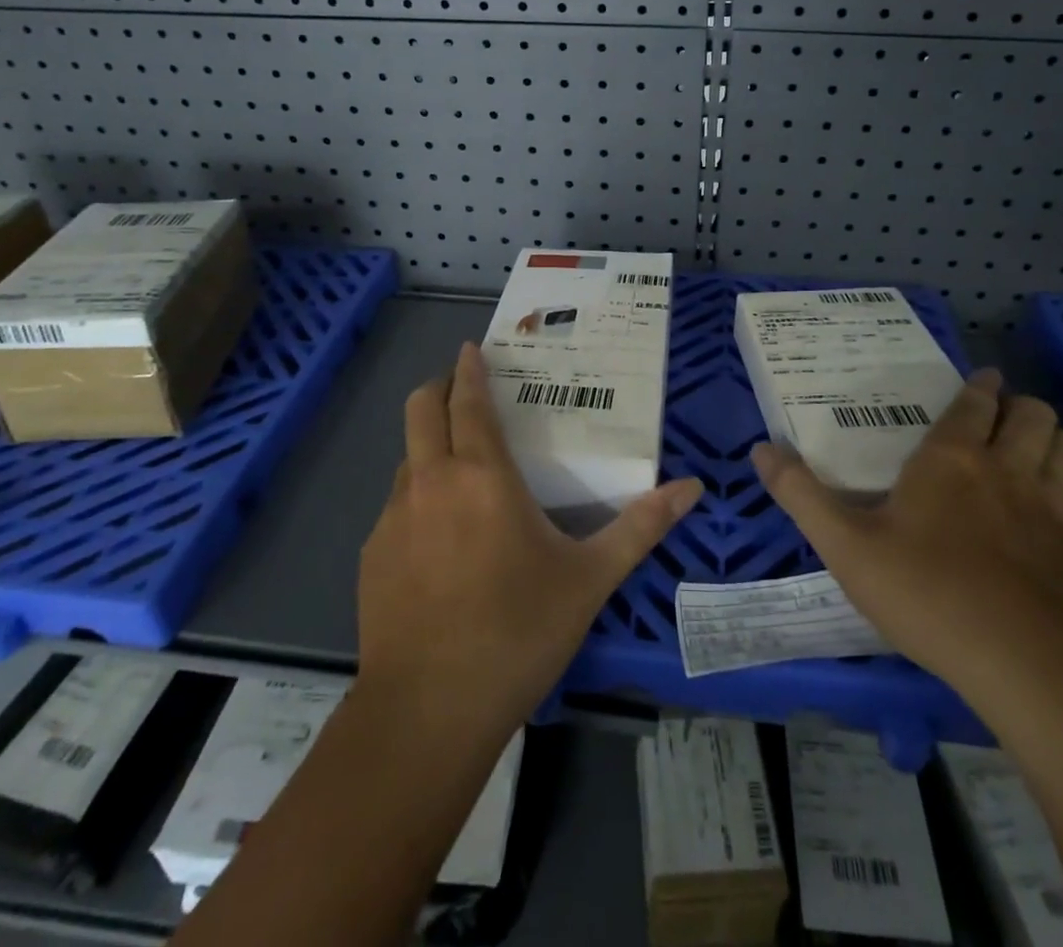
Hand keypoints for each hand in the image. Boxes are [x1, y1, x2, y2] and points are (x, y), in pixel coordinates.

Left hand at [358, 342, 703, 732]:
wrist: (427, 713)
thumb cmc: (517, 633)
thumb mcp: (589, 579)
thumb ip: (640, 527)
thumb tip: (691, 487)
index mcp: (481, 475)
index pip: (468, 401)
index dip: (469, 368)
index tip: (473, 348)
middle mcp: (430, 480)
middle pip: (420, 409)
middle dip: (438, 387)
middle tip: (463, 389)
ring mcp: (392, 517)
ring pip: (407, 457)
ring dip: (430, 446)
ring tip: (461, 468)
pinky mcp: (371, 554)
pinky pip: (397, 505)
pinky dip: (418, 497)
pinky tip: (441, 540)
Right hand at [753, 369, 1062, 703]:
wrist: (1021, 663)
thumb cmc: (924, 593)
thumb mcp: (844, 545)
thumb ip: (800, 494)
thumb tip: (760, 449)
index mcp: (950, 458)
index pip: (973, 402)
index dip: (979, 387)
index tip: (981, 380)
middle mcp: (1008, 468)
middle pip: (1033, 414)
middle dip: (1022, 407)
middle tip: (1005, 418)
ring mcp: (1055, 507)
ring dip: (1059, 440)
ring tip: (1040, 449)